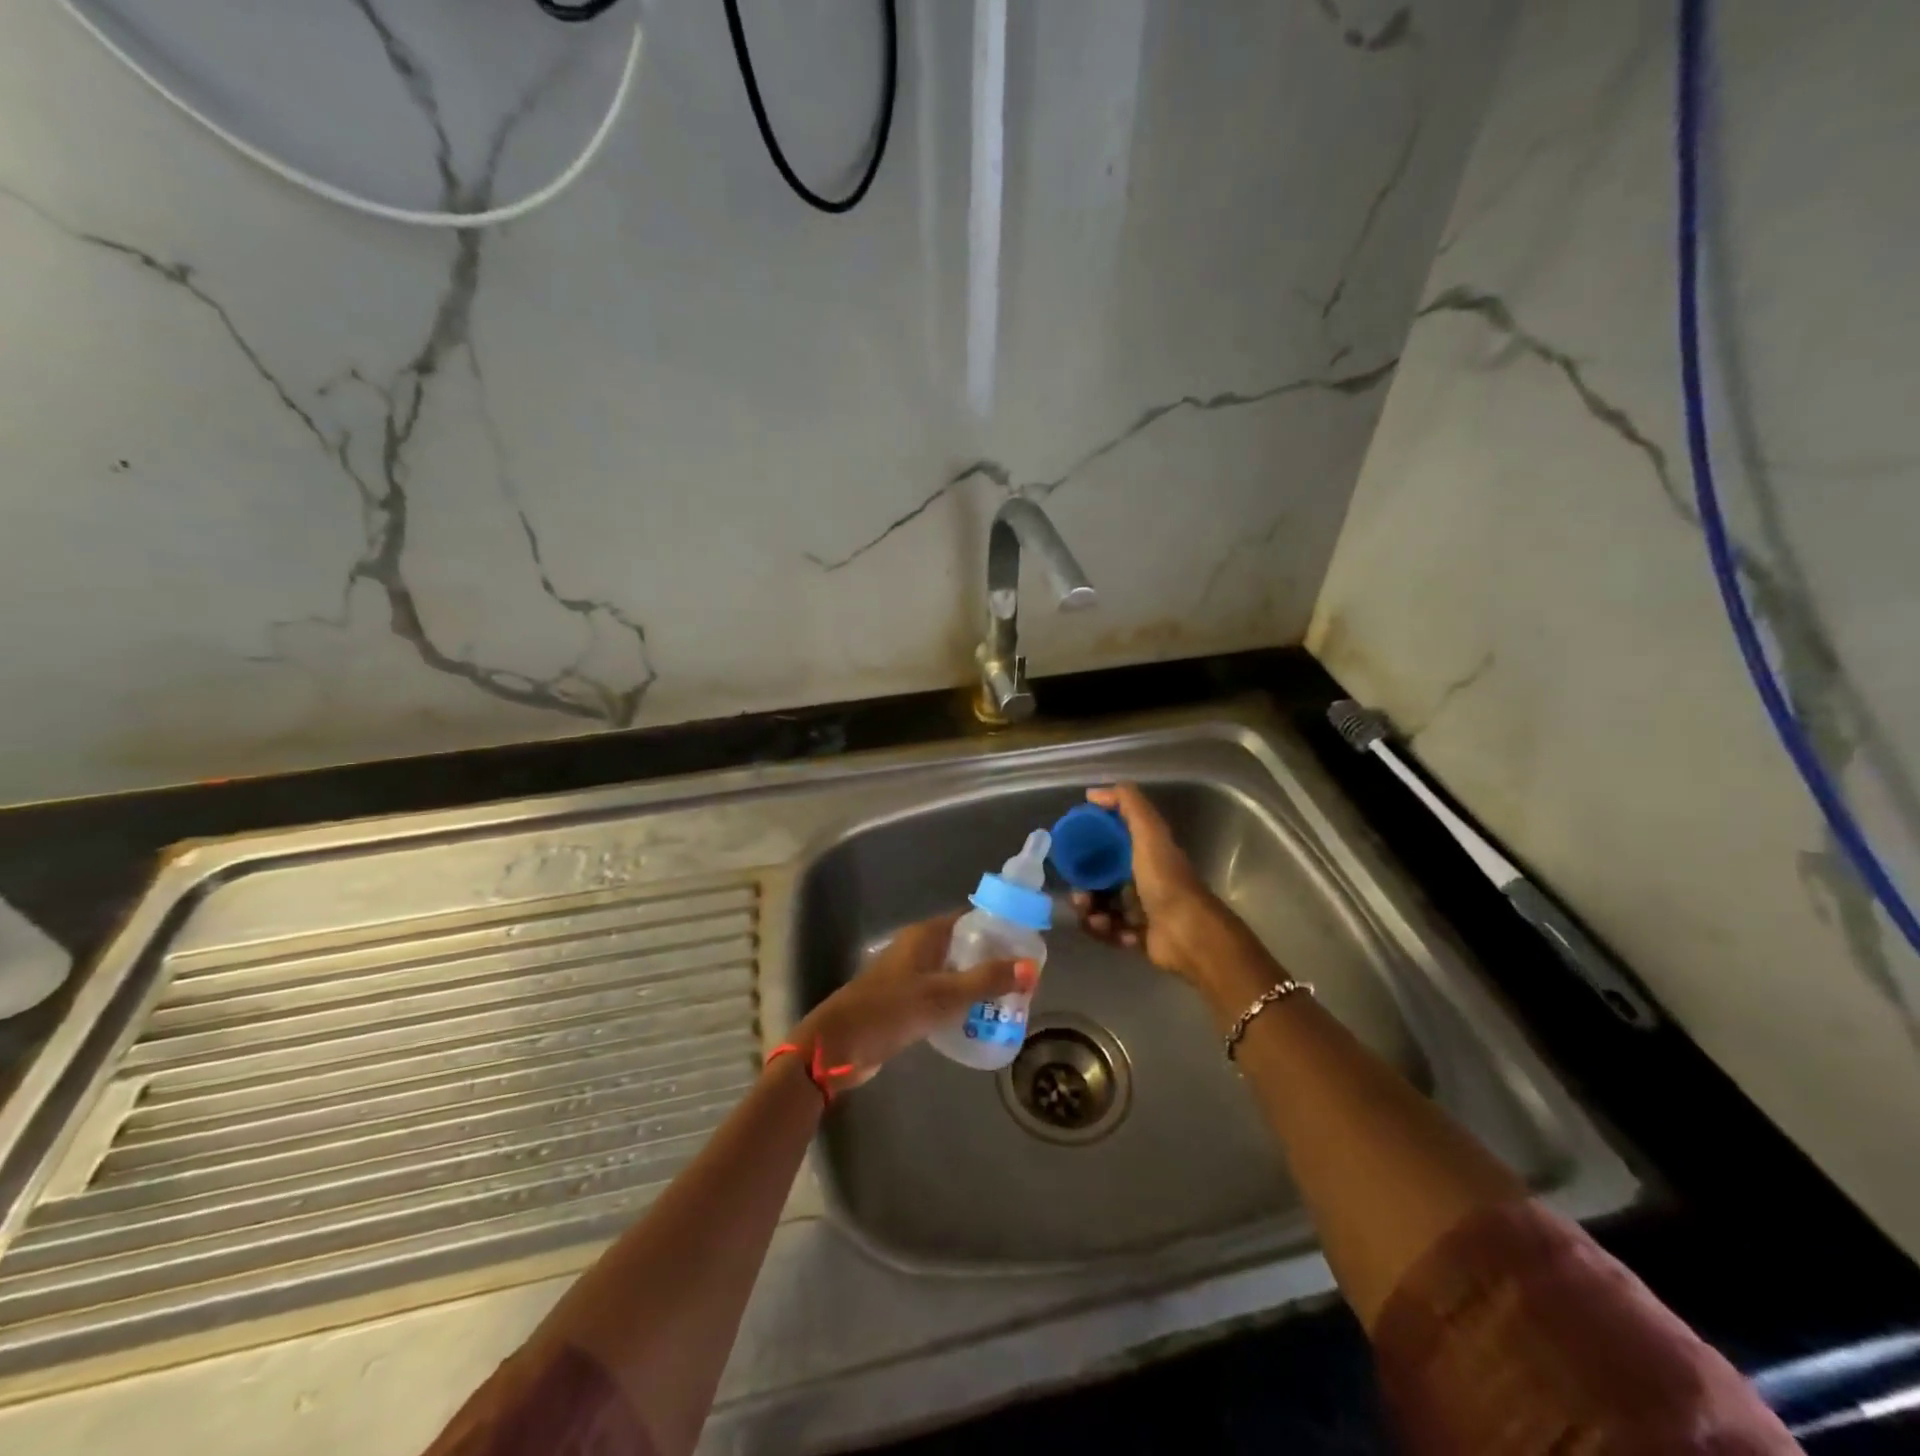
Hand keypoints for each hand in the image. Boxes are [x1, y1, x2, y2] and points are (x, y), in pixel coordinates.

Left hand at [788, 912, 1037, 1097]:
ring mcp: (909, 975)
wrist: (840, 1046)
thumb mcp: (944, 995)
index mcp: (925, 935)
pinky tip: (979, 1018)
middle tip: (1025, 978)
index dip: (999, 928)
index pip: (970, 919)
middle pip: (964, 945)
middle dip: (993, 959)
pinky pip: (941, 994)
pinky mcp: (905, 1002)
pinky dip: (960, 1001)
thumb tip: (1031, 967)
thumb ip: (986, 980)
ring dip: (978, 982)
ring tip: (1011, 1000)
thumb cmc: (891, 1010)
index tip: (1028, 944)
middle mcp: (918, 948)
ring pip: (953, 971)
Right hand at [1073, 784, 1244, 985]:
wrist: (1186, 933)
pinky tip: (1110, 930)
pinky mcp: (1138, 937)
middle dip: (1085, 887)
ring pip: (1102, 907)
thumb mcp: (1148, 832)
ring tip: (1092, 916)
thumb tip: (1093, 792)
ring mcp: (1142, 910)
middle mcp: (1144, 879)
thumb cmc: (1164, 880)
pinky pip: (1110, 932)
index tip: (1072, 851)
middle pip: (1102, 880)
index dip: (1091, 846)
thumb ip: (1127, 804)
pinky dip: (1105, 931)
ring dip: (1091, 912)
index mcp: (1147, 853)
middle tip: (1078, 895)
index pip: (1112, 844)